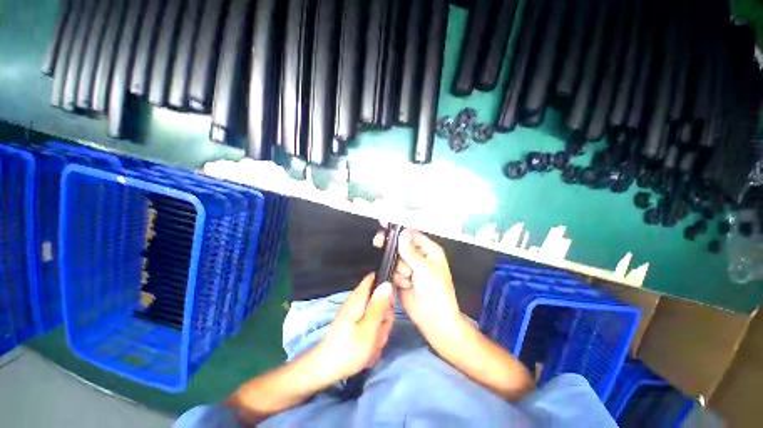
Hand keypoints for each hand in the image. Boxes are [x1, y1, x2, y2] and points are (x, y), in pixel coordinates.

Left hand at [318, 274, 394, 380]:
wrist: (326, 370)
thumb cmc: (349, 349)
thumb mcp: (369, 327)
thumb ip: (379, 305)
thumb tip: (387, 283)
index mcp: (359, 298)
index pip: (373, 279)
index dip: (385, 284)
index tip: (390, 303)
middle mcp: (357, 302)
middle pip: (379, 300)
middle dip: (384, 316)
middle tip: (379, 331)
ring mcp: (355, 314)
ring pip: (377, 315)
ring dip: (379, 331)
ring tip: (372, 344)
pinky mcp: (355, 326)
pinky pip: (371, 326)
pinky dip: (373, 338)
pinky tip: (368, 349)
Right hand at [373, 229, 460, 341]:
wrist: (433, 319)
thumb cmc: (437, 292)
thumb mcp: (424, 269)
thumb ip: (410, 251)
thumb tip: (402, 233)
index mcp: (429, 250)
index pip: (411, 234)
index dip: (398, 231)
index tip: (384, 225)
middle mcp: (419, 256)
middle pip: (400, 245)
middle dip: (393, 249)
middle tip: (379, 243)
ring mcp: (410, 267)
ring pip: (395, 258)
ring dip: (399, 269)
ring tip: (409, 278)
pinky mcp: (402, 277)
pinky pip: (393, 270)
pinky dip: (397, 277)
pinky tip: (405, 284)